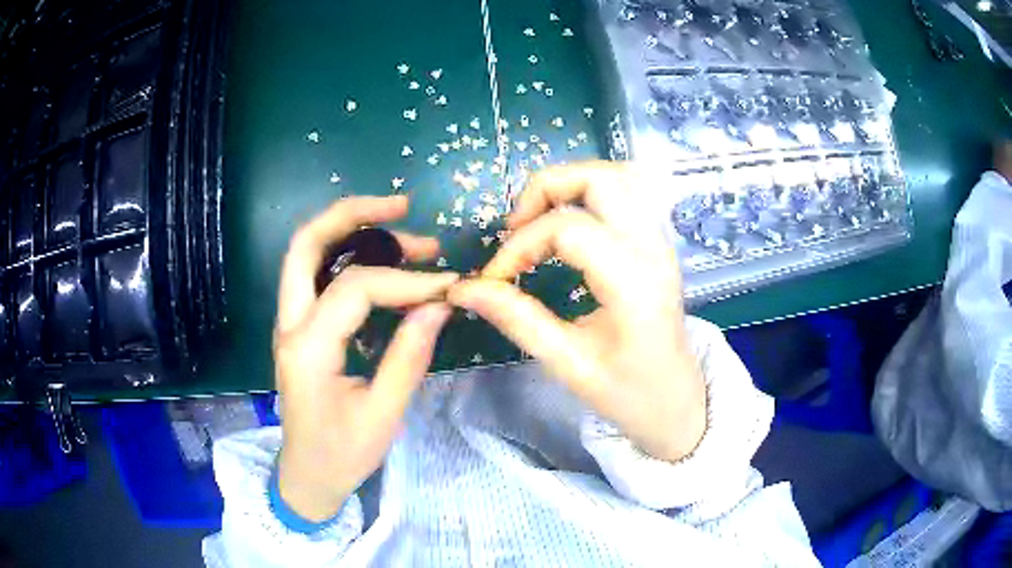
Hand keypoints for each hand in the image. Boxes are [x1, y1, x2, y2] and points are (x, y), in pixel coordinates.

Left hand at [274, 195, 457, 520]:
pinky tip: (382, 262)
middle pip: (306, 244)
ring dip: (351, 230)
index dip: (406, 280)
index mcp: (307, 349)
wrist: (306, 476)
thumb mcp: (383, 414)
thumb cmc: (342, 454)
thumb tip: (439, 305)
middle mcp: (290, 325)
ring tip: (404, 229)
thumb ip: (409, 355)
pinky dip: (347, 255)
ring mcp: (289, 323)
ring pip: (306, 253)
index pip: (355, 288)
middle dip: (353, 213)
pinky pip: (316, 276)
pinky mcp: (299, 329)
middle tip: (402, 205)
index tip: (448, 285)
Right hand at [448, 162, 706, 462]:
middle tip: (516, 227)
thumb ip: (517, 319)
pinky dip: (592, 192)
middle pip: (599, 178)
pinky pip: (630, 192)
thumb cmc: (628, 394)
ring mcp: (661, 241)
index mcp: (633, 283)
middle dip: (545, 189)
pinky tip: (571, 221)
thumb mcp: (568, 365)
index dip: (520, 245)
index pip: (567, 229)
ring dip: (570, 184)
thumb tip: (464, 289)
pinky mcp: (659, 243)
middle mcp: (653, 249)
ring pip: (618, 175)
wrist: (678, 403)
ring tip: (539, 220)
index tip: (496, 279)